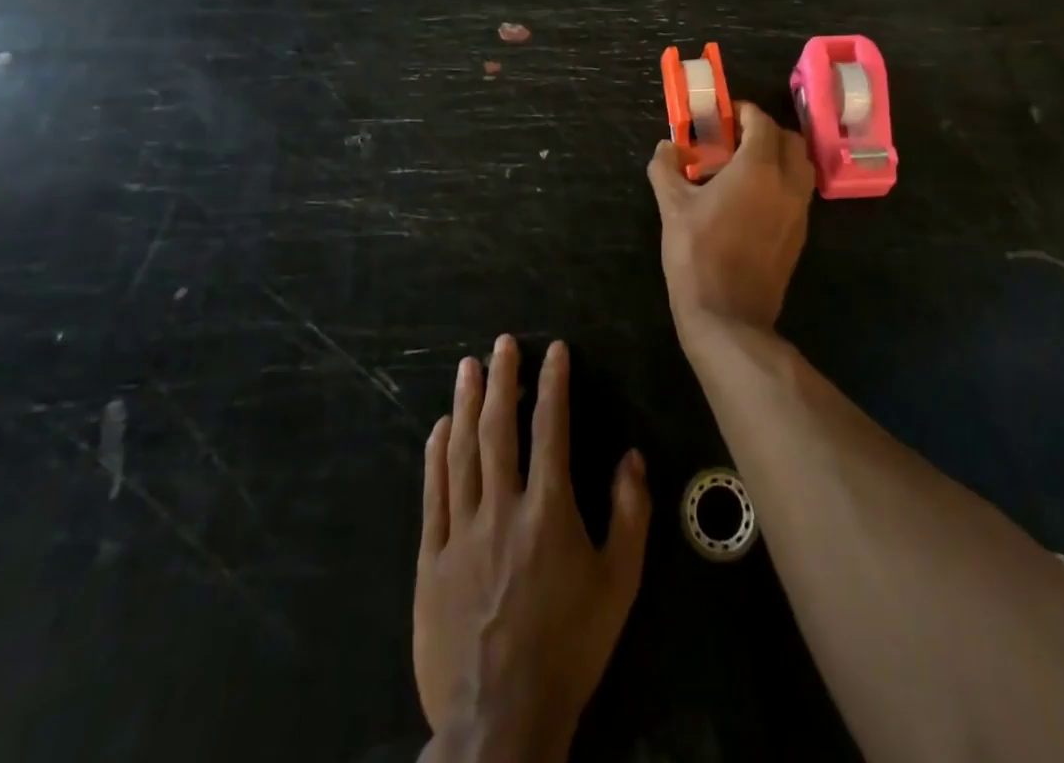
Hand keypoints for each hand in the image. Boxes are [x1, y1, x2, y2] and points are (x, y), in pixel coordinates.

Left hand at [414, 336, 650, 761]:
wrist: (500, 720)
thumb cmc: (569, 646)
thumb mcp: (620, 584)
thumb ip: (630, 515)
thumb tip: (632, 457)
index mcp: (549, 510)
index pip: (552, 428)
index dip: (553, 383)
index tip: (554, 350)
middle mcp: (503, 508)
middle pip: (499, 429)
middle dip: (501, 379)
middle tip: (501, 344)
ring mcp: (462, 532)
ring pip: (461, 453)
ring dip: (465, 405)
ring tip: (467, 368)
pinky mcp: (432, 559)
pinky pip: (433, 495)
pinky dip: (436, 456)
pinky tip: (439, 429)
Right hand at [647, 101, 814, 336]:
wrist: (728, 315)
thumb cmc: (696, 254)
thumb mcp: (672, 207)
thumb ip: (666, 168)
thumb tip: (666, 147)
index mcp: (758, 168)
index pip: (761, 122)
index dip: (742, 112)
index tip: (722, 116)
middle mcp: (787, 182)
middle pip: (789, 139)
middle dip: (765, 131)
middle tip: (734, 139)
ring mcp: (799, 209)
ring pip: (800, 165)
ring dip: (778, 155)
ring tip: (745, 166)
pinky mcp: (800, 233)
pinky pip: (798, 192)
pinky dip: (783, 181)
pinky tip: (753, 197)